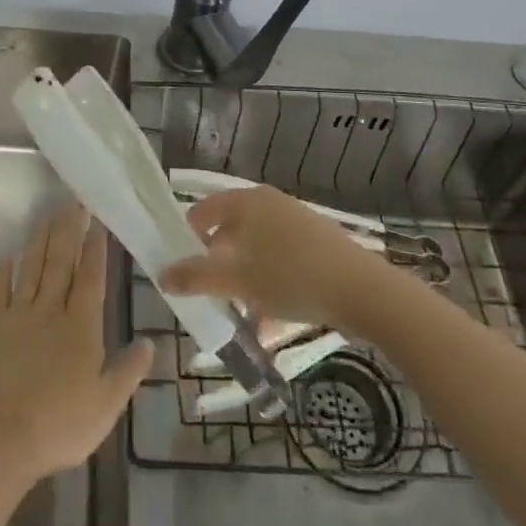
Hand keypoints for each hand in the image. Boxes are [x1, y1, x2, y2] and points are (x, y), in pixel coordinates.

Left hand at [0, 206, 152, 482]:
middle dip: (69, 229)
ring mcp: (19, 315)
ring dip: (40, 240)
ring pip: (32, 267)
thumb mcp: (107, 404)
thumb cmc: (61, 424)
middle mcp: (51, 310)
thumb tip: (150, 342)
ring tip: (48, 215)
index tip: (98, 221)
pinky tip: (9, 255)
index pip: (91, 276)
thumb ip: (128, 370)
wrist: (3, 438)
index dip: (95, 247)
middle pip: (61, 261)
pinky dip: (5, 271)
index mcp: (81, 325)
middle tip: (74, 202)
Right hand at [162, 184, 384, 329]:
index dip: (187, 235)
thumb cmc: (291, 276)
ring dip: (242, 281)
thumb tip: (162, 275)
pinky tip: (267, 323)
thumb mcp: (237, 280)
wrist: (363, 291)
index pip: (205, 209)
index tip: (178, 265)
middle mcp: (270, 204)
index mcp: (247, 201)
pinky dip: (268, 287)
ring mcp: (296, 224)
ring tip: (235, 315)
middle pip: (231, 231)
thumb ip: (196, 277)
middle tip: (205, 293)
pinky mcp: (317, 247)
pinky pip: (280, 263)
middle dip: (216, 265)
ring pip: (256, 251)